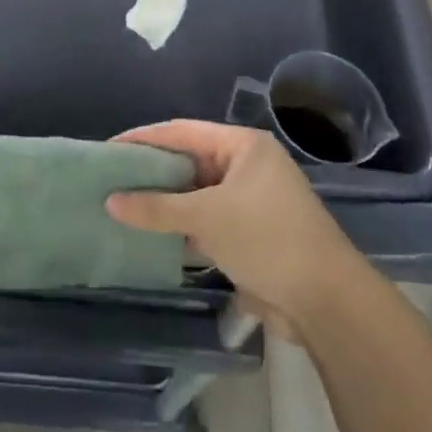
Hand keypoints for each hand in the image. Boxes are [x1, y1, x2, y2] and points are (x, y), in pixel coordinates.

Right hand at [106, 120, 364, 328]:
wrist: (324, 300)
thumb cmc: (267, 238)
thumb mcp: (207, 217)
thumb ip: (156, 208)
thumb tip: (110, 201)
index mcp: (243, 146)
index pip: (182, 132)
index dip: (144, 139)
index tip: (107, 148)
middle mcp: (246, 167)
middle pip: (188, 162)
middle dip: (150, 173)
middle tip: (108, 180)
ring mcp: (247, 201)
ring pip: (194, 195)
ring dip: (163, 203)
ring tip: (119, 207)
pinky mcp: (247, 234)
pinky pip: (204, 221)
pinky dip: (179, 228)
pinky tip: (148, 236)